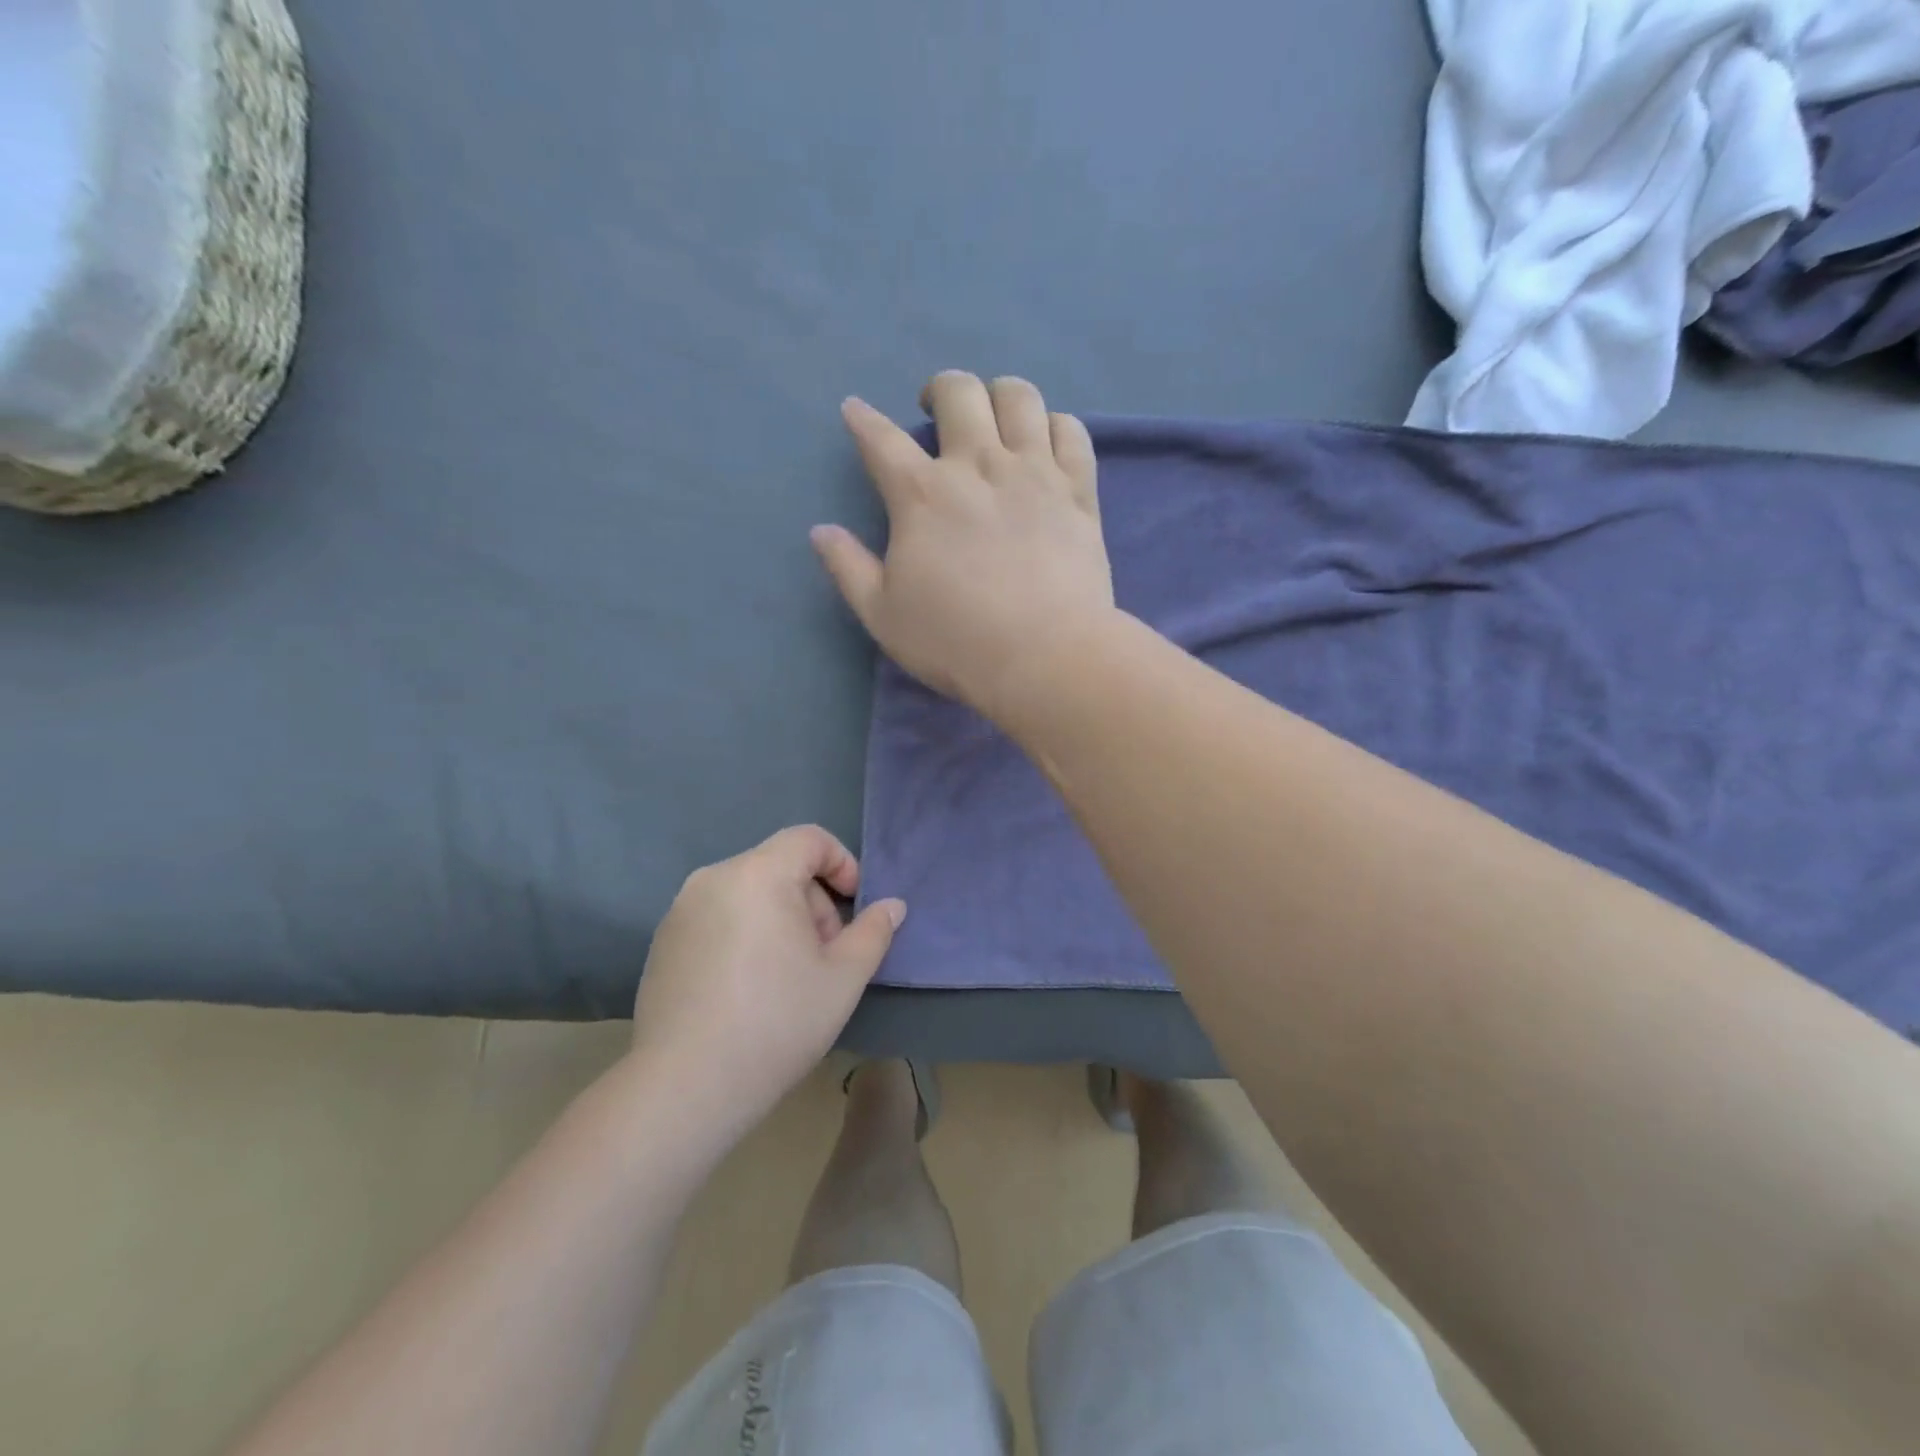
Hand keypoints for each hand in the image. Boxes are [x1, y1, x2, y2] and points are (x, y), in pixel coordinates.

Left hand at [631, 826, 904, 1140]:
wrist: (685, 1087)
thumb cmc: (777, 1022)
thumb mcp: (843, 978)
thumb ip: (873, 932)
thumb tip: (892, 906)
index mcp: (758, 874)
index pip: (809, 839)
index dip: (842, 863)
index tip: (854, 906)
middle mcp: (713, 878)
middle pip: (779, 866)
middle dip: (812, 901)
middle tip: (824, 955)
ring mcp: (681, 910)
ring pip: (749, 892)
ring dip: (780, 918)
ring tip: (788, 975)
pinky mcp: (663, 941)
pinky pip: (718, 916)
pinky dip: (745, 933)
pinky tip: (748, 988)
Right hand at [812, 371, 1114, 724]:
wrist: (1045, 658)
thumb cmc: (956, 642)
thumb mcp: (883, 615)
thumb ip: (849, 568)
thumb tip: (821, 530)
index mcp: (922, 495)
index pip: (881, 439)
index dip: (863, 420)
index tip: (855, 411)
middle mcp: (978, 466)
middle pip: (958, 393)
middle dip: (940, 390)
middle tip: (937, 413)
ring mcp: (1035, 473)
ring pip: (1020, 397)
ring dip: (999, 395)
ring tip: (994, 416)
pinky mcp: (1079, 491)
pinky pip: (1072, 433)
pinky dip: (1056, 425)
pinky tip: (1047, 441)